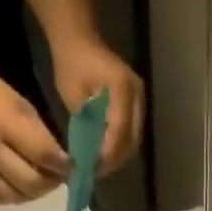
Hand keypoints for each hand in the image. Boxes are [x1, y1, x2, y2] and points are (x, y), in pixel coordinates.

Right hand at [0, 62, 70, 204]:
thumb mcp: (22, 106)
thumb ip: (42, 137)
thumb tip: (64, 163)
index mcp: (6, 123)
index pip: (43, 154)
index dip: (64, 166)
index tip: (77, 167)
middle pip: (31, 182)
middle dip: (52, 183)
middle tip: (60, 175)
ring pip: (17, 195)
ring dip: (36, 192)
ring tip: (43, 179)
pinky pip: (1, 197)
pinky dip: (18, 195)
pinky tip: (24, 185)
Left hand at [51, 35, 144, 173]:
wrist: (79, 39)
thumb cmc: (71, 63)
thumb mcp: (73, 95)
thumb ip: (85, 124)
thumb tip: (88, 154)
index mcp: (122, 89)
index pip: (120, 130)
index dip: (108, 153)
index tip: (94, 168)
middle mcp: (137, 95)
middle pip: (132, 138)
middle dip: (115, 159)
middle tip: (96, 172)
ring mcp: (139, 99)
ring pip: (134, 138)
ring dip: (119, 155)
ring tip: (100, 166)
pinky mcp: (136, 104)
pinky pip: (132, 131)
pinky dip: (120, 145)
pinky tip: (105, 153)